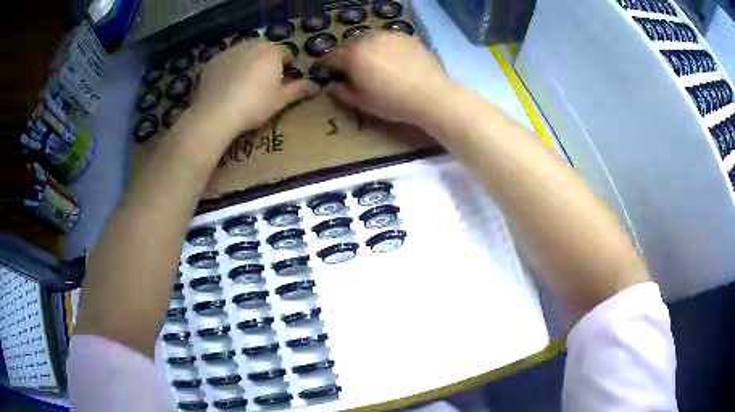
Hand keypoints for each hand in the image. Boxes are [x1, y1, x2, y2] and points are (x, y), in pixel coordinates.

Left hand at [190, 40, 316, 139]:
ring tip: (243, 82)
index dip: (287, 66)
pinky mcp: (212, 61)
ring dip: (247, 62)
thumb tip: (316, 85)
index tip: (283, 81)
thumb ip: (299, 89)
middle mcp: (252, 45)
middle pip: (264, 49)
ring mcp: (229, 51)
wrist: (216, 113)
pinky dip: (229, 68)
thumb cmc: (254, 105)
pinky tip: (226, 85)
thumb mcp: (281, 100)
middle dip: (266, 61)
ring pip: (244, 52)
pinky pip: (226, 61)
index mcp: (272, 51)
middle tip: (262, 82)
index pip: (286, 53)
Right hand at [323, 32, 453, 126]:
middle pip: (348, 44)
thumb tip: (330, 86)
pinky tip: (391, 58)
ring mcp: (388, 35)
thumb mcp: (361, 102)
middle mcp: (367, 39)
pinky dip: (383, 46)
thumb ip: (340, 92)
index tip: (327, 73)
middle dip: (344, 55)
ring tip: (370, 61)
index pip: (330, 57)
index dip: (326, 66)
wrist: (431, 95)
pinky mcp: (406, 36)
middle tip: (349, 68)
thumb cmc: (391, 102)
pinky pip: (387, 38)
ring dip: (363, 48)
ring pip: (367, 38)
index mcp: (351, 55)